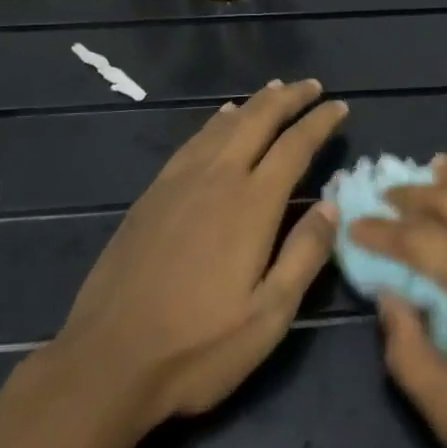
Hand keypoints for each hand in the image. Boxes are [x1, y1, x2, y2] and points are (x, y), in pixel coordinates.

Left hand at [45, 80, 344, 438]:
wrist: (106, 362)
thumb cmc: (197, 347)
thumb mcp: (268, 317)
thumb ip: (304, 255)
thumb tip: (333, 205)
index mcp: (252, 204)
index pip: (295, 145)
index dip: (320, 122)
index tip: (340, 107)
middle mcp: (218, 178)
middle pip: (259, 120)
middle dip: (289, 98)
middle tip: (312, 85)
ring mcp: (180, 182)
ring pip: (225, 124)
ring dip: (255, 103)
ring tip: (275, 89)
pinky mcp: (153, 194)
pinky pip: (193, 141)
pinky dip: (216, 121)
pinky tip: (221, 117)